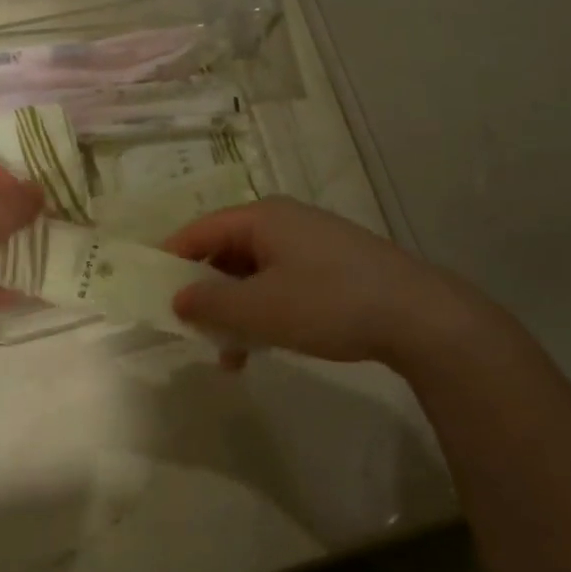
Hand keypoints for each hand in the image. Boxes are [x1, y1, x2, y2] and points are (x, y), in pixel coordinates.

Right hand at [163, 197, 497, 367]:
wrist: (420, 316)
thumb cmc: (328, 304)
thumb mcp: (259, 309)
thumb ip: (210, 303)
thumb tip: (177, 298)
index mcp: (261, 218)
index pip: (199, 231)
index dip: (170, 259)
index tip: (149, 291)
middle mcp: (283, 221)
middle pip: (225, 251)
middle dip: (205, 291)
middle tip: (190, 328)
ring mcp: (311, 242)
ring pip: (253, 272)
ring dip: (235, 309)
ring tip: (230, 353)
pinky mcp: (333, 265)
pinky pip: (281, 282)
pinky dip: (264, 310)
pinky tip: (265, 346)